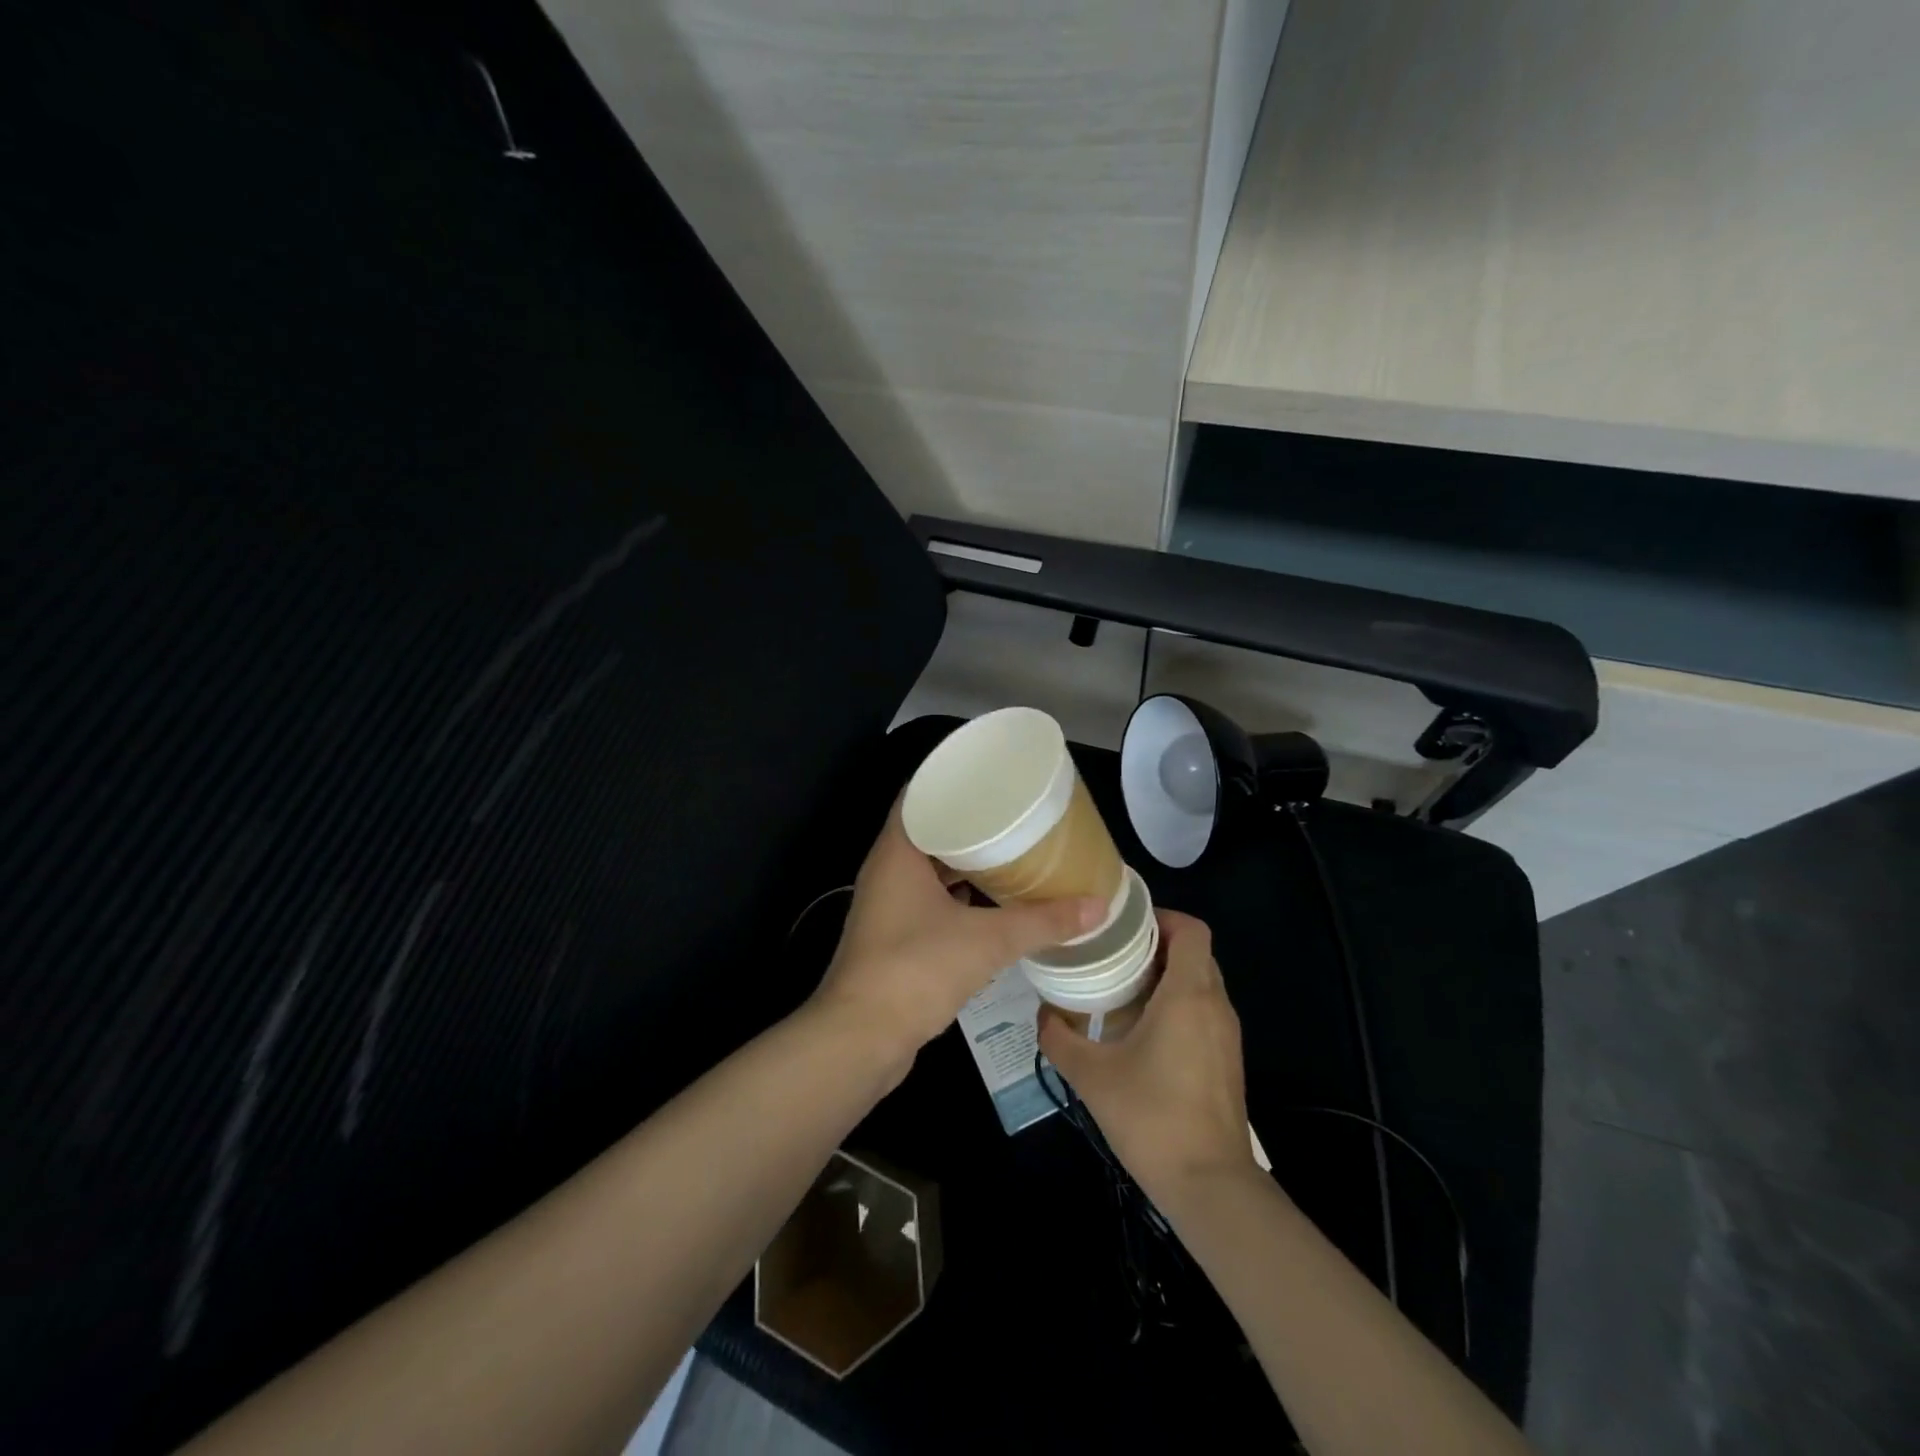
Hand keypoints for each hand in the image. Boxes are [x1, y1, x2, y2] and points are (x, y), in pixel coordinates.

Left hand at [811, 800, 1106, 1076]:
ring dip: (962, 860)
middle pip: (927, 830)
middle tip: (1012, 812)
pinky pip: (927, 898)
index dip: (951, 778)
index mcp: (897, 852)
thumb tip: (1097, 907)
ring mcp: (886, 905)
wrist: (861, 1038)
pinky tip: (989, 901)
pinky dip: (956, 894)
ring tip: (1008, 850)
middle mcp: (886, 871)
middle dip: (967, 821)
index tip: (989, 774)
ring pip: (928, 867)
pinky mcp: (892, 937)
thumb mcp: (987, 940)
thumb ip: (1042, 922)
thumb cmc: (916, 969)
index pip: (918, 794)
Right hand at [1038, 910, 1255, 1203]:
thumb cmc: (1151, 1116)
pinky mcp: (1227, 1060)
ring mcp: (1227, 1034)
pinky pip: (1204, 1010)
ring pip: (1201, 982)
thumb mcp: (1091, 1075)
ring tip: (1121, 988)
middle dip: (1156, 945)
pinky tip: (1141, 1030)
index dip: (1161, 917)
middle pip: (1195, 953)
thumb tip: (1043, 1014)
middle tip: (1113, 954)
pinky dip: (1177, 1004)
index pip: (1192, 930)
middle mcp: (1215, 1005)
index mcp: (1188, 994)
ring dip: (1166, 976)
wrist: (1210, 1186)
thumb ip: (1059, 1038)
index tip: (1124, 926)